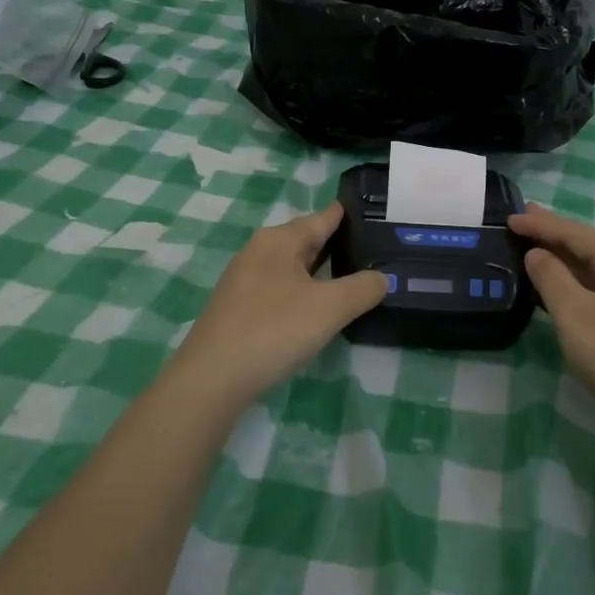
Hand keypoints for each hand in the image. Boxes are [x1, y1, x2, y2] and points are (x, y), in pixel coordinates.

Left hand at [171, 202, 386, 406]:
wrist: (212, 378)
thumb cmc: (274, 330)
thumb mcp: (330, 308)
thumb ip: (363, 288)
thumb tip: (382, 277)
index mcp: (279, 240)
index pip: (323, 217)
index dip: (350, 215)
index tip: (377, 216)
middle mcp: (259, 251)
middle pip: (307, 240)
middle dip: (338, 244)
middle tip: (376, 250)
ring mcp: (246, 280)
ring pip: (293, 267)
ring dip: (321, 271)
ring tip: (355, 279)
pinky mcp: (240, 308)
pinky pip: (281, 289)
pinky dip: (304, 292)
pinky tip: (318, 309)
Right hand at [511, 205, 594, 441]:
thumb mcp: (575, 314)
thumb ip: (551, 277)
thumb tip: (536, 253)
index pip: (576, 233)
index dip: (541, 225)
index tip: (510, 217)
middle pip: (587, 246)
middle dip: (552, 235)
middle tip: (520, 220)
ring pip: (592, 269)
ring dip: (561, 259)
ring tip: (530, 246)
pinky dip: (572, 282)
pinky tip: (553, 284)